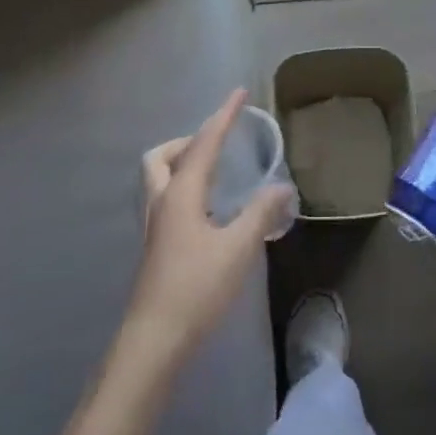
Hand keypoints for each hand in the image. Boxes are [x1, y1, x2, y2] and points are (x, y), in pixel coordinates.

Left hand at [126, 90, 294, 366]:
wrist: (154, 342)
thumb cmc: (196, 289)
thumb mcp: (238, 248)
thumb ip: (261, 213)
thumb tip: (282, 187)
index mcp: (181, 194)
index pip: (204, 143)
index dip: (224, 116)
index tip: (240, 92)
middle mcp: (162, 202)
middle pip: (163, 156)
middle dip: (189, 140)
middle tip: (219, 144)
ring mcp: (155, 226)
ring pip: (160, 178)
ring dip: (184, 164)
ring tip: (217, 173)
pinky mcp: (157, 247)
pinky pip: (168, 199)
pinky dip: (186, 188)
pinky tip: (211, 211)